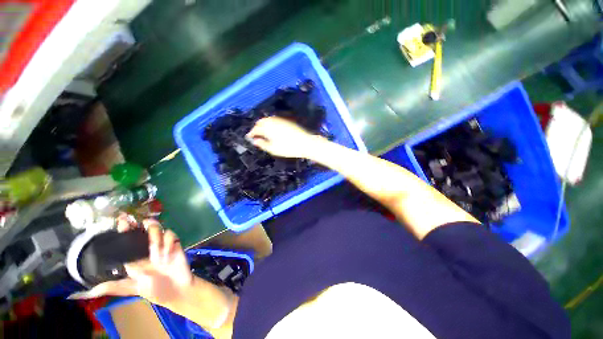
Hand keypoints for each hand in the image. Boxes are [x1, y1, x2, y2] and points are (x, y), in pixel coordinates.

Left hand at [68, 216, 192, 308]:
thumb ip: (114, 286)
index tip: (122, 219)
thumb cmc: (154, 289)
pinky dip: (168, 242)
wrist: (177, 290)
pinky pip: (171, 234)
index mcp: (135, 255)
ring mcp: (162, 244)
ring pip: (157, 228)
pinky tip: (168, 253)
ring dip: (156, 237)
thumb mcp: (132, 288)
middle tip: (143, 224)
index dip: (125, 227)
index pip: (128, 238)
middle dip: (143, 225)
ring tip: (156, 251)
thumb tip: (90, 291)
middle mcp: (147, 247)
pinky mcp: (174, 243)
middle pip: (144, 228)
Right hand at [246, 117, 321, 157]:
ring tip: (262, 132)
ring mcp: (280, 120)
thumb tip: (255, 141)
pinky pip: (274, 120)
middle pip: (260, 122)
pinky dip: (270, 123)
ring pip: (267, 119)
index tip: (249, 138)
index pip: (255, 129)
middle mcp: (272, 121)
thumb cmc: (288, 148)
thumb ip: (262, 144)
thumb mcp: (273, 149)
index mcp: (267, 128)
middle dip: (256, 127)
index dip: (251, 134)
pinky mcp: (286, 121)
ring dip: (263, 124)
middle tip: (255, 135)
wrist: (305, 143)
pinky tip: (272, 129)